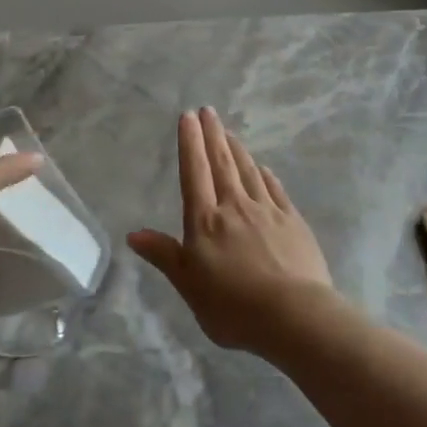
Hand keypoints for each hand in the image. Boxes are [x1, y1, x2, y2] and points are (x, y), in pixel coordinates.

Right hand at [128, 107, 337, 354]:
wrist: (294, 316)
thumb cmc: (233, 307)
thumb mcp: (189, 286)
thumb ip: (164, 255)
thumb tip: (133, 233)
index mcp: (205, 221)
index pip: (194, 173)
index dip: (190, 143)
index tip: (188, 117)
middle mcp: (235, 207)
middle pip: (222, 163)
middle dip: (213, 135)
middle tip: (208, 111)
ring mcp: (267, 211)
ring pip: (248, 172)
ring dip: (237, 149)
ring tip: (229, 132)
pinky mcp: (293, 222)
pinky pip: (275, 190)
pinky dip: (265, 175)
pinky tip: (263, 168)